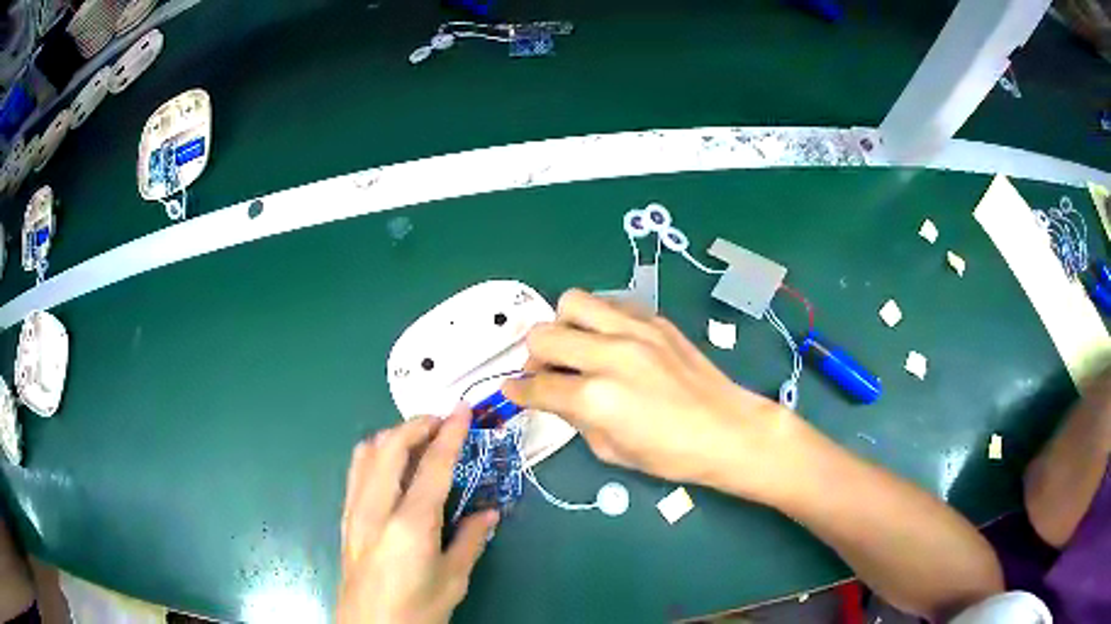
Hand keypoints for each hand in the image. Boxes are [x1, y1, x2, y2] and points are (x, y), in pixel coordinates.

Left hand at [337, 407, 498, 623]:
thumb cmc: (417, 609)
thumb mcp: (453, 579)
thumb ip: (471, 540)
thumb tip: (489, 512)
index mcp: (410, 524)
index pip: (432, 465)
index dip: (450, 432)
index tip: (463, 409)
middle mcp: (376, 508)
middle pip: (391, 446)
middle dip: (417, 424)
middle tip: (442, 421)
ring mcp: (355, 511)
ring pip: (367, 452)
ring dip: (393, 435)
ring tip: (418, 438)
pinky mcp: (345, 518)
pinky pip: (357, 471)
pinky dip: (376, 454)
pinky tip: (392, 466)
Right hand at [503, 289, 798, 499]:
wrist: (727, 430)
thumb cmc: (670, 455)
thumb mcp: (611, 450)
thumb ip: (575, 417)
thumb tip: (553, 396)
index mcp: (596, 397)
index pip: (537, 385)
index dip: (517, 391)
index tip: (512, 391)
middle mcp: (610, 354)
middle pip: (544, 334)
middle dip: (533, 356)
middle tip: (545, 372)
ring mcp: (635, 331)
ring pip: (573, 301)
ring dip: (562, 325)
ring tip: (574, 348)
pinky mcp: (655, 320)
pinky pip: (610, 304)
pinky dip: (597, 320)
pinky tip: (608, 342)